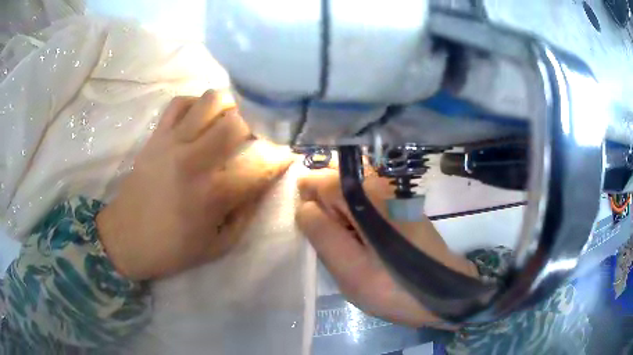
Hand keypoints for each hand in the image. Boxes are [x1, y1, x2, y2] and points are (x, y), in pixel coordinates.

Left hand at [97, 90, 291, 280]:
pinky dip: (196, 104)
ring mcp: (171, 143)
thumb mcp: (218, 246)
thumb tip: (263, 183)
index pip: (260, 164)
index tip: (287, 155)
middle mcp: (194, 160)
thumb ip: (246, 214)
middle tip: (256, 138)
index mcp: (213, 194)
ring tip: (230, 122)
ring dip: (229, 107)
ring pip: (210, 101)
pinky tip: (200, 118)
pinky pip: (179, 103)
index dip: (280, 157)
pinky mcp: (156, 136)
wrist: (125, 238)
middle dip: (257, 127)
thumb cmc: (172, 249)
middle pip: (238, 121)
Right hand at [296, 169, 477, 327]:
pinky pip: (364, 199)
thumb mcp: (350, 269)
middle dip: (326, 209)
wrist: (444, 290)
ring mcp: (392, 191)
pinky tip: (366, 242)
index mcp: (366, 196)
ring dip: (341, 215)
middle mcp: (379, 183)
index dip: (309, 204)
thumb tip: (305, 206)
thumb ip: (322, 234)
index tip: (318, 233)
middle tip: (339, 244)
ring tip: (352, 246)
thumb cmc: (395, 286)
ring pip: (348, 190)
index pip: (318, 180)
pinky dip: (356, 217)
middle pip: (333, 181)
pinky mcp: (400, 203)